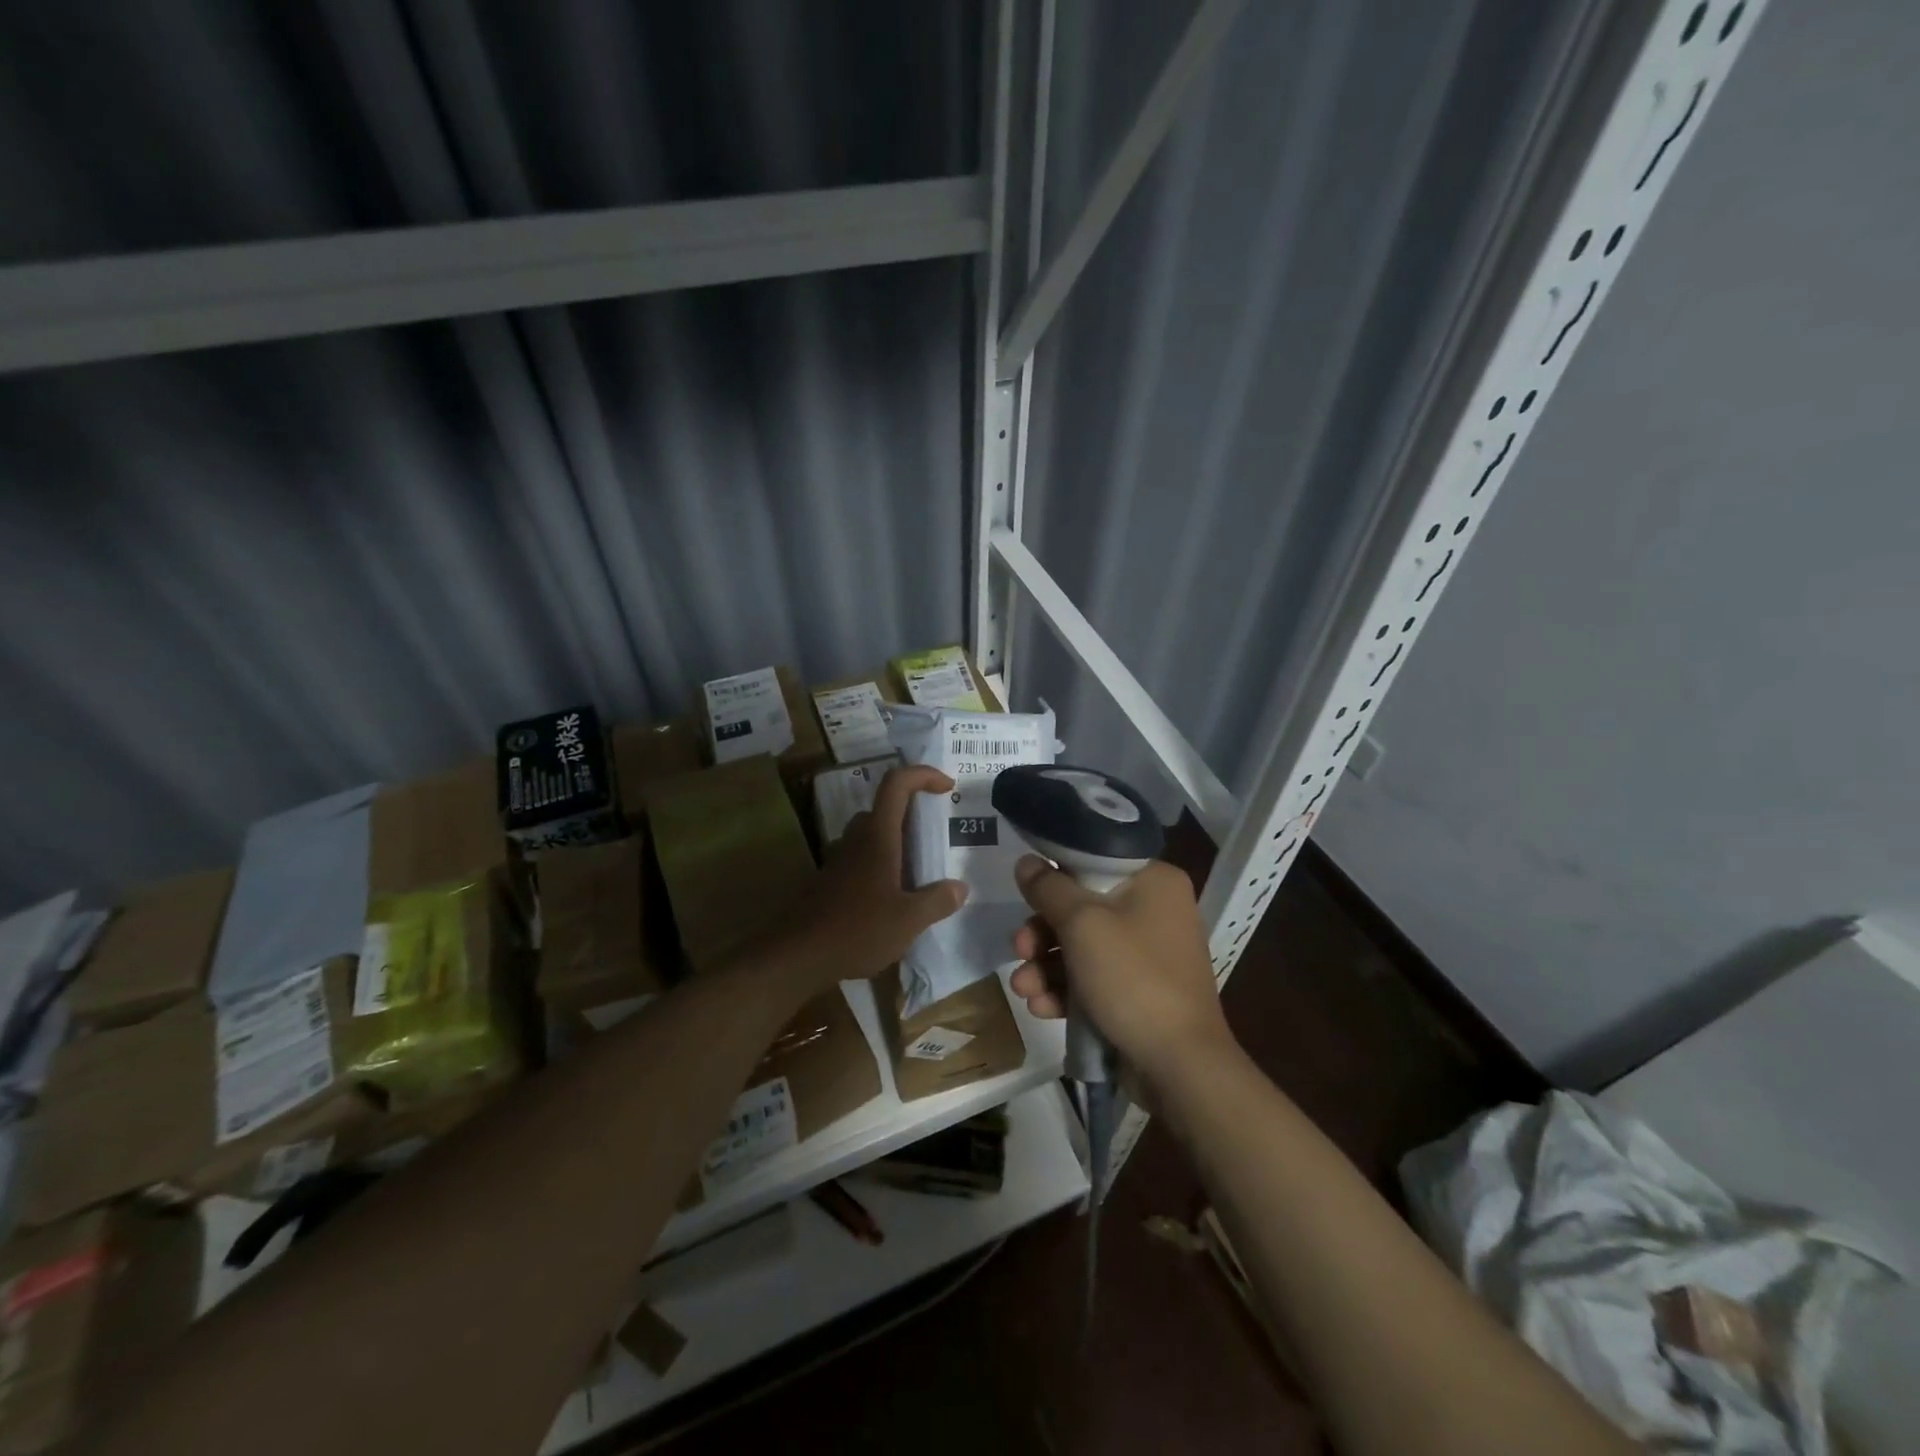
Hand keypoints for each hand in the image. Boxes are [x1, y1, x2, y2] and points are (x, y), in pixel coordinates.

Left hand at [777, 765, 968, 986]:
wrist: (796, 955)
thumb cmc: (856, 930)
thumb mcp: (908, 921)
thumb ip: (937, 901)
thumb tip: (960, 887)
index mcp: (878, 837)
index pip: (897, 784)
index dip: (923, 775)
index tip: (948, 787)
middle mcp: (856, 839)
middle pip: (884, 809)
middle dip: (913, 815)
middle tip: (937, 837)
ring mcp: (838, 859)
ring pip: (870, 835)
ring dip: (896, 842)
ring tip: (920, 871)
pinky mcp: (829, 880)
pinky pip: (860, 859)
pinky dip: (881, 866)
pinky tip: (893, 898)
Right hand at [1008, 856, 1231, 1084]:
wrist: (1179, 1066)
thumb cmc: (1134, 978)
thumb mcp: (1083, 925)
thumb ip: (1049, 889)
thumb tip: (1026, 862)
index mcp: (1154, 881)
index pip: (1094, 860)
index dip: (1056, 875)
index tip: (1026, 892)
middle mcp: (1154, 911)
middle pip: (1082, 906)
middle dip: (1042, 932)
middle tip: (1019, 948)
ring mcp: (1147, 954)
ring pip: (1081, 945)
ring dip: (1045, 966)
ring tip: (1024, 989)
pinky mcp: (1137, 991)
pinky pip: (1092, 977)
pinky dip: (1065, 989)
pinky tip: (1042, 1008)